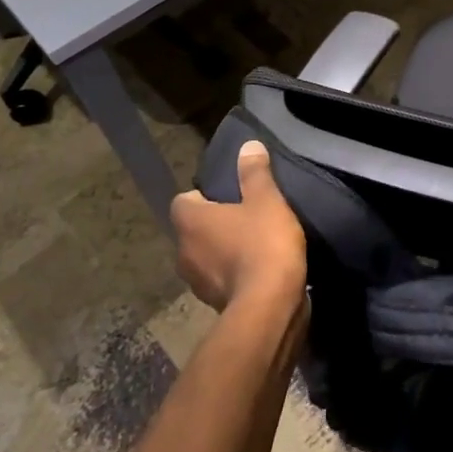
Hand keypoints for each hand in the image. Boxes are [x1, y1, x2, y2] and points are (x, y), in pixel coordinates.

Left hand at [169, 140, 306, 311]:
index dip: (203, 196)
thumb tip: (248, 146)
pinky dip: (233, 274)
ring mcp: (196, 282)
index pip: (182, 201)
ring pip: (205, 257)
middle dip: (215, 224)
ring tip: (254, 243)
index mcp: (190, 222)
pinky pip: (220, 280)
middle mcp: (183, 252)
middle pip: (193, 230)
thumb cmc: (263, 244)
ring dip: (223, 251)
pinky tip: (259, 269)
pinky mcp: (214, 304)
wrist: (270, 306)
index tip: (229, 195)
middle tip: (245, 216)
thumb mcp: (266, 200)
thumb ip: (255, 173)